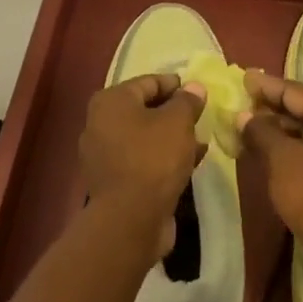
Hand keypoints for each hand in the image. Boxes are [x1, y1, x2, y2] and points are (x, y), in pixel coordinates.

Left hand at [79, 73, 207, 255]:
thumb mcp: (178, 122)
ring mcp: (104, 155)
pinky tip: (190, 163)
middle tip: (202, 117)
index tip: (200, 92)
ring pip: (145, 137)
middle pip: (145, 110)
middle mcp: (100, 124)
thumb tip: (194, 87)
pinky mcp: (114, 181)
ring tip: (201, 140)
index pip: (148, 82)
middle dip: (175, 113)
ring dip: (172, 138)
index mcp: (111, 101)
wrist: (130, 219)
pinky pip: (143, 160)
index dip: (176, 85)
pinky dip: (164, 158)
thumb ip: (187, 101)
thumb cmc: (153, 158)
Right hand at [236, 70, 302, 293]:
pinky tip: (275, 152)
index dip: (267, 86)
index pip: (296, 91)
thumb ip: (261, 132)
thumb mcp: (282, 161)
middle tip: (245, 100)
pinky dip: (299, 147)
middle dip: (274, 107)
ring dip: (284, 129)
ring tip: (253, 127)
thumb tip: (244, 115)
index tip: (243, 76)